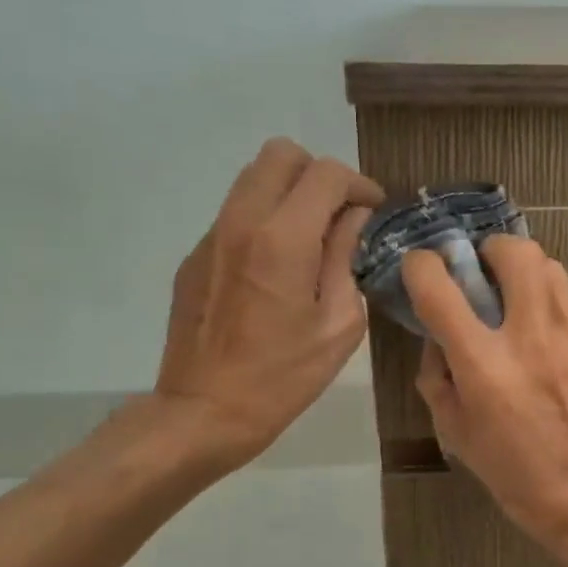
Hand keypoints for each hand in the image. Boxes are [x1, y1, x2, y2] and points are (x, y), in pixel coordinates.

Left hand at [152, 137, 383, 474]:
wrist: (204, 412)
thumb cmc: (283, 376)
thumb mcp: (339, 324)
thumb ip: (346, 258)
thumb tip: (353, 219)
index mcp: (284, 239)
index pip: (325, 174)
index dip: (358, 184)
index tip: (373, 210)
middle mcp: (241, 222)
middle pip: (280, 154)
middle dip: (319, 174)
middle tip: (339, 214)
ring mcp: (211, 236)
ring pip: (253, 179)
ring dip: (289, 193)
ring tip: (311, 237)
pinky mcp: (194, 256)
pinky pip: (236, 214)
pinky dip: (265, 221)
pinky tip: (277, 268)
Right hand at [403, 236, 567, 549]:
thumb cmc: (513, 472)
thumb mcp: (455, 430)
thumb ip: (437, 374)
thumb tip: (440, 334)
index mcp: (484, 365)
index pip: (440, 287)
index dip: (423, 266)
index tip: (424, 267)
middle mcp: (533, 339)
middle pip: (515, 252)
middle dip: (493, 250)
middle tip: (489, 272)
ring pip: (553, 270)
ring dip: (530, 278)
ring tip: (526, 307)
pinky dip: (562, 320)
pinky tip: (564, 352)